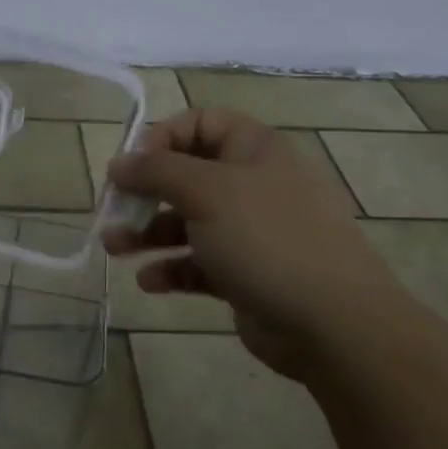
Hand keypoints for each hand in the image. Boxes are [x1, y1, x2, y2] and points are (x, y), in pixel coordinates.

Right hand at [103, 108, 408, 377]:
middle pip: (187, 174)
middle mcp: (253, 183)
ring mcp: (252, 231)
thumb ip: (156, 171)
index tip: (132, 166)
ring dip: (148, 232)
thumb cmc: (267, 239)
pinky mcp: (247, 273)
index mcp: (254, 149)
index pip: (199, 123)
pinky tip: (149, 281)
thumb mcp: (206, 192)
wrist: (335, 325)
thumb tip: (119, 163)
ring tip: (114, 248)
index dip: (161, 138)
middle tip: (112, 209)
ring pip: (188, 221)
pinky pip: (199, 262)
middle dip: (145, 192)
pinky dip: (172, 268)